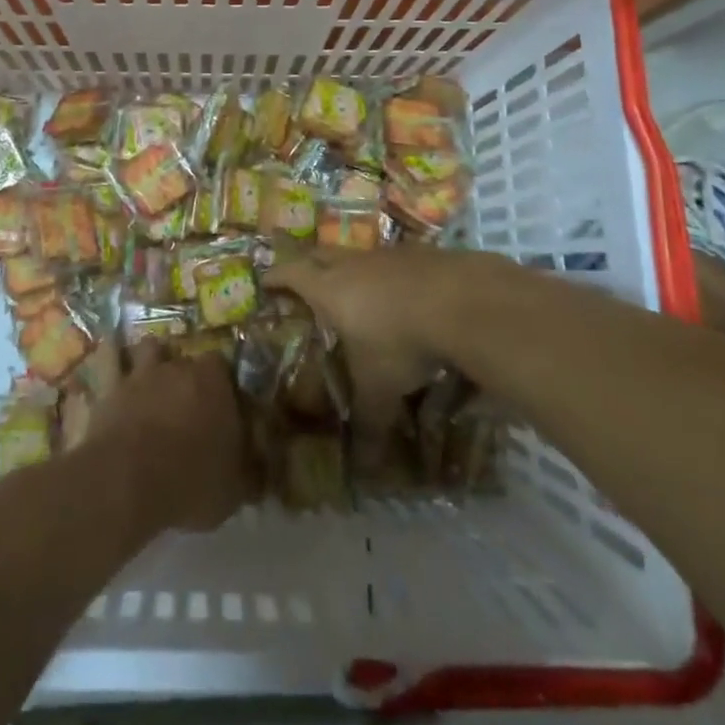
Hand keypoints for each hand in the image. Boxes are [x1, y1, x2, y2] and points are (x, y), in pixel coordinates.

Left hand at [89, 343, 250, 533]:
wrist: (127, 480)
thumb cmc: (190, 480)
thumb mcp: (233, 491)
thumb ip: (248, 475)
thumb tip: (258, 473)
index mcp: (215, 383)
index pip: (225, 368)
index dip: (224, 386)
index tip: (224, 408)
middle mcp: (179, 367)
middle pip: (188, 359)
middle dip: (189, 376)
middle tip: (190, 403)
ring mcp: (142, 372)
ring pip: (150, 348)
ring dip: (153, 359)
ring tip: (154, 379)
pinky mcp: (110, 385)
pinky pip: (110, 358)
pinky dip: (112, 357)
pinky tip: (112, 359)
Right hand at [266, 246, 508, 441]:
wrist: (459, 300)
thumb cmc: (400, 342)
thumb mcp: (380, 389)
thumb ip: (369, 424)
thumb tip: (363, 471)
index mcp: (329, 290)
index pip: (291, 275)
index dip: (276, 277)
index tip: (264, 280)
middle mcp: (352, 265)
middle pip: (319, 253)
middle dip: (307, 263)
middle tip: (303, 278)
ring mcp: (387, 254)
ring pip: (358, 256)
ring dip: (351, 269)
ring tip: (355, 289)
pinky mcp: (420, 254)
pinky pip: (394, 261)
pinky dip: (390, 274)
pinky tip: (404, 294)